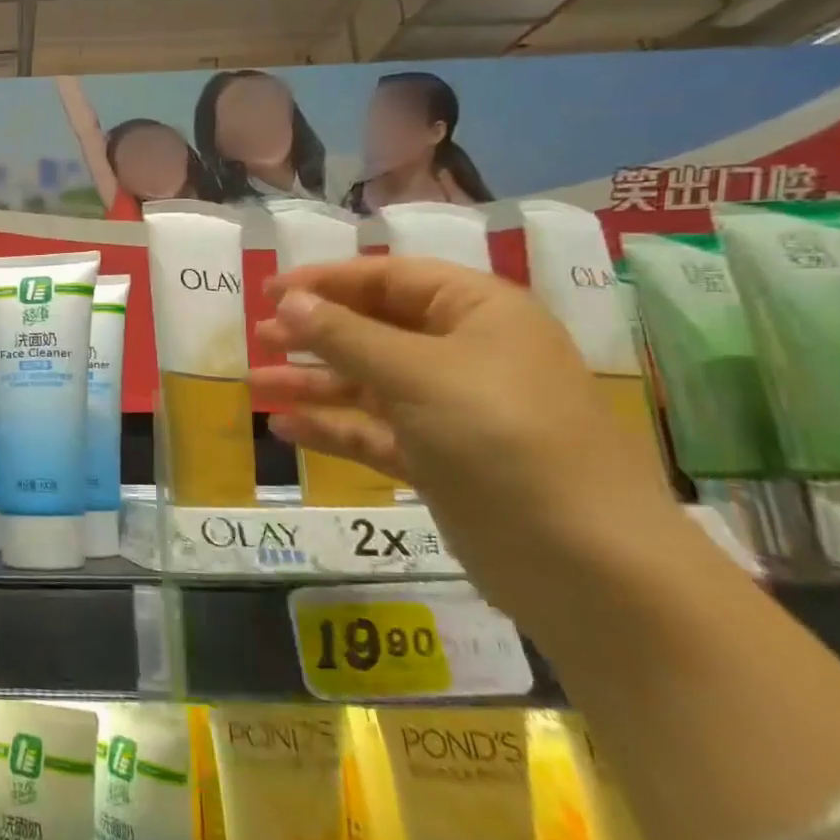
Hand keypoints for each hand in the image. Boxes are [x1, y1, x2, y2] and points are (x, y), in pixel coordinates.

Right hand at [249, 257, 677, 611]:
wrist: (583, 561)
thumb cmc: (501, 438)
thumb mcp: (414, 374)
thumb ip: (344, 335)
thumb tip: (289, 301)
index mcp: (478, 313)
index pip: (392, 278)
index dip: (328, 281)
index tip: (270, 290)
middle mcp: (466, 354)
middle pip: (376, 330)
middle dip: (315, 333)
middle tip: (259, 336)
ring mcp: (452, 411)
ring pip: (368, 384)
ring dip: (313, 383)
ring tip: (256, 385)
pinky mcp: (439, 460)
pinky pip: (374, 432)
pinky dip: (331, 428)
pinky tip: (284, 428)